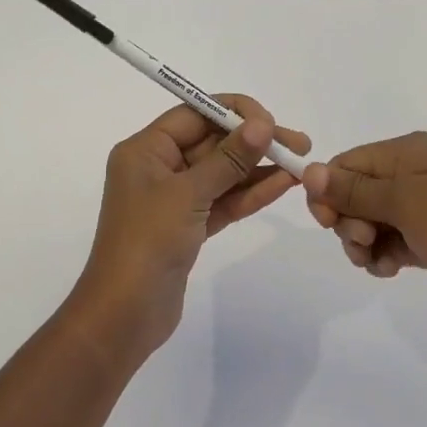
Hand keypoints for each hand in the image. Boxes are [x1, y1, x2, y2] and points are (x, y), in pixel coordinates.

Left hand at [71, 95, 312, 365]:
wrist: (125, 314)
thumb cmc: (148, 241)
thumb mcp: (188, 194)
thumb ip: (228, 159)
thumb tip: (262, 125)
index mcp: (145, 150)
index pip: (194, 114)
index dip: (234, 112)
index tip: (271, 121)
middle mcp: (158, 167)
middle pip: (211, 142)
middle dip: (253, 141)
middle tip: (299, 143)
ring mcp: (174, 199)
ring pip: (222, 173)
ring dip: (259, 167)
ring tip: (301, 163)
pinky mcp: (188, 227)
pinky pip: (223, 200)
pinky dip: (250, 193)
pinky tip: (283, 185)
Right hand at [302, 132, 426, 321]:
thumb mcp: (405, 204)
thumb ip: (354, 189)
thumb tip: (307, 169)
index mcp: (407, 152)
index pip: (346, 163)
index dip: (329, 193)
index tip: (329, 224)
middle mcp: (412, 172)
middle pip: (354, 192)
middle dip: (348, 221)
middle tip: (363, 244)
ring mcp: (424, 205)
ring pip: (369, 220)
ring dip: (363, 243)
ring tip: (378, 263)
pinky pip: (391, 239)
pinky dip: (383, 255)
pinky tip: (391, 271)